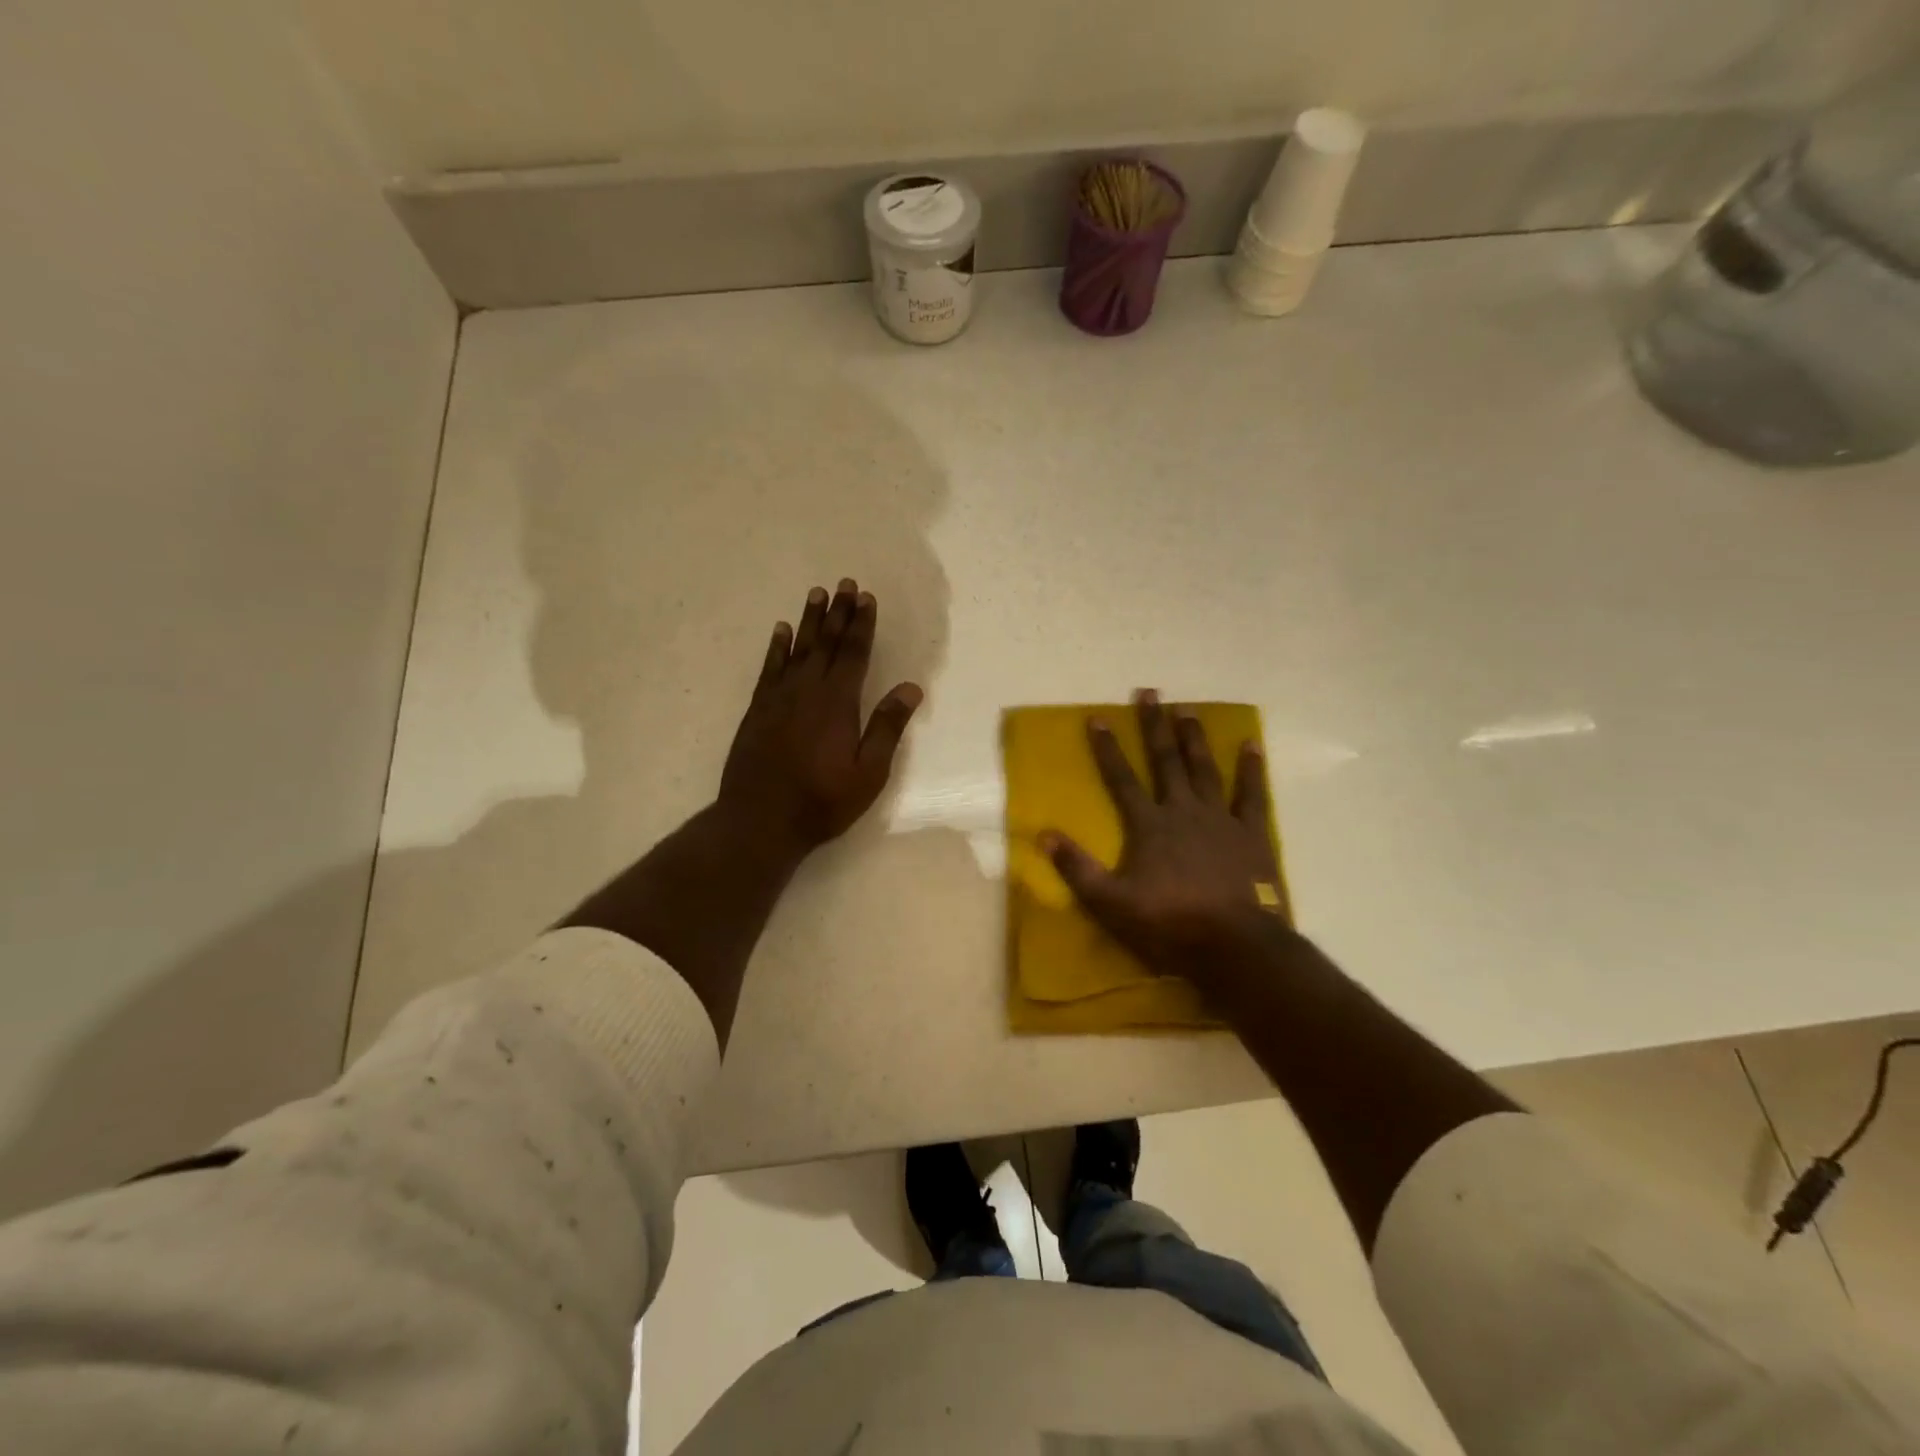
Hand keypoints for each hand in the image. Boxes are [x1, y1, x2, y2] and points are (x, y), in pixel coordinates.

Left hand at [717, 579, 922, 856]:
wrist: (760, 820)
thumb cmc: (822, 801)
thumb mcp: (868, 773)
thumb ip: (887, 727)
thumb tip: (911, 688)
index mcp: (838, 703)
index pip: (853, 654)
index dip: (862, 625)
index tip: (867, 598)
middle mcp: (807, 690)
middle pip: (826, 643)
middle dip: (838, 613)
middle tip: (845, 584)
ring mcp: (778, 698)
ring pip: (797, 648)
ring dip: (809, 620)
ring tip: (817, 593)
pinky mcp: (758, 709)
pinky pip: (769, 667)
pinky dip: (776, 647)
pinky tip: (780, 630)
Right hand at [1042, 690, 1278, 982]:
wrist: (1234, 945)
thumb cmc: (1169, 924)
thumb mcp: (1110, 903)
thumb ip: (1077, 868)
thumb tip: (1043, 835)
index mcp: (1148, 825)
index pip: (1121, 779)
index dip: (1107, 748)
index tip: (1098, 717)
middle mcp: (1183, 810)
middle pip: (1165, 761)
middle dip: (1155, 726)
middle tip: (1150, 692)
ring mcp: (1220, 819)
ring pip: (1205, 769)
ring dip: (1194, 739)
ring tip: (1188, 710)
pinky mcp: (1251, 834)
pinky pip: (1252, 794)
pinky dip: (1251, 769)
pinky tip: (1251, 745)